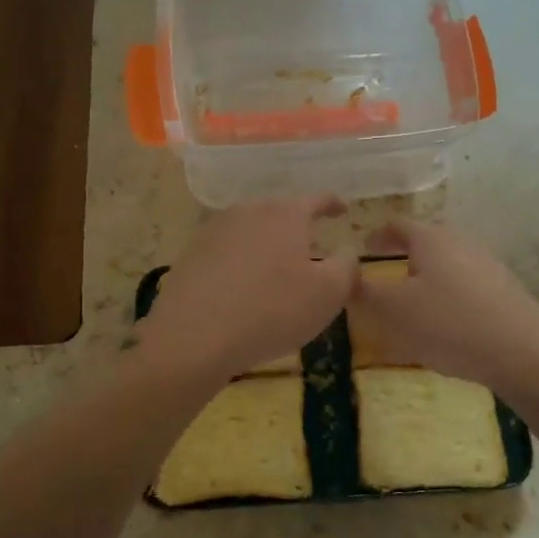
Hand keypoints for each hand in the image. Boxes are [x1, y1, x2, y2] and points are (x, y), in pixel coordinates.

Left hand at [139, 197, 356, 381]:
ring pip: (252, 232)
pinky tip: (244, 289)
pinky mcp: (191, 256)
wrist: (193, 337)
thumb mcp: (327, 294)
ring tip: (278, 272)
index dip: (333, 204)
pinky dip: (242, 264)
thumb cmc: (271, 311)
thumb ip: (347, 267)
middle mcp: (248, 212)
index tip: (343, 209)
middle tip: (312, 250)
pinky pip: (227, 253)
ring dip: (268, 247)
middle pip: (280, 214)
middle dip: (298, 229)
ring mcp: (214, 231)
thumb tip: (346, 253)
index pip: (316, 200)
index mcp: (284, 214)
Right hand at [349, 220, 538, 392]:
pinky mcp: (503, 288)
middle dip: (403, 254)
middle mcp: (459, 240)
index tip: (362, 249)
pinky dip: (448, 293)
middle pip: (425, 240)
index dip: (376, 236)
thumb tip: (346, 276)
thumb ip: (364, 292)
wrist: (523, 352)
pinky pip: (465, 282)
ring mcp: (486, 262)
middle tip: (384, 275)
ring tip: (412, 302)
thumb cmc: (449, 324)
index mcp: (430, 238)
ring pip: (446, 262)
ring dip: (426, 275)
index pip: (396, 225)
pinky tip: (446, 322)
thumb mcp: (394, 311)